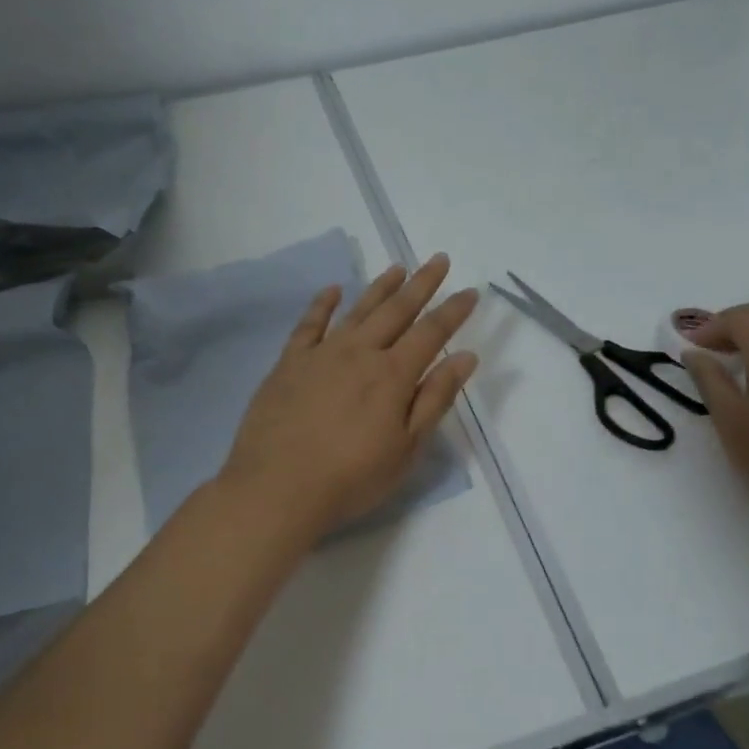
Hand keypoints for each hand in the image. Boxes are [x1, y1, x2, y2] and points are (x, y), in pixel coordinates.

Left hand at [219, 253, 479, 538]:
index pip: (432, 332)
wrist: (277, 488)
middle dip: (422, 284)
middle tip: (438, 259)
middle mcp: (360, 352)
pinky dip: (323, 304)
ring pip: (357, 310)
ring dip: (380, 287)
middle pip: (397, 310)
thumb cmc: (351, 477)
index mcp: (393, 374)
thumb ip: (435, 399)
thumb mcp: (406, 447)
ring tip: (398, 267)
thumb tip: (465, 357)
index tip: (471, 290)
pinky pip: (309, 324)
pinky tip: (333, 290)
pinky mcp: (289, 363)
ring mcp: (321, 354)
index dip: (454, 311)